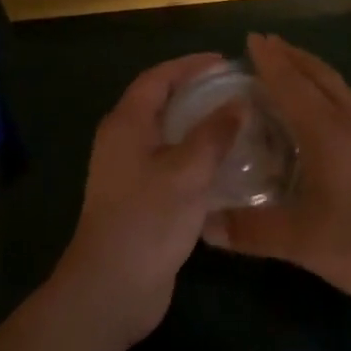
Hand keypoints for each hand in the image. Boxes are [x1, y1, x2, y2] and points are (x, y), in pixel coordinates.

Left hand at [55, 53, 241, 348]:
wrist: (111, 289)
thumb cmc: (147, 220)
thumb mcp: (187, 172)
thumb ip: (214, 134)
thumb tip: (239, 104)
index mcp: (127, 124)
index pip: (158, 78)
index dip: (190, 65)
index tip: (224, 61)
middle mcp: (123, 140)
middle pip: (161, 102)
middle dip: (196, 92)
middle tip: (234, 89)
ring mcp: (129, 171)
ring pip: (167, 135)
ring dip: (197, 125)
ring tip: (235, 123)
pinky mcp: (139, 198)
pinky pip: (170, 162)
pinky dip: (194, 156)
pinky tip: (224, 166)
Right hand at [203, 34, 350, 314]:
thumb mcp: (306, 243)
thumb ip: (254, 231)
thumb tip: (206, 224)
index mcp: (327, 132)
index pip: (291, 84)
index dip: (270, 61)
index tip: (252, 37)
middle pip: (319, 74)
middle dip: (292, 56)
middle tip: (267, 44)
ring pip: (339, 87)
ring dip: (313, 71)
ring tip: (293, 70)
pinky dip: (330, 92)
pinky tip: (328, 116)